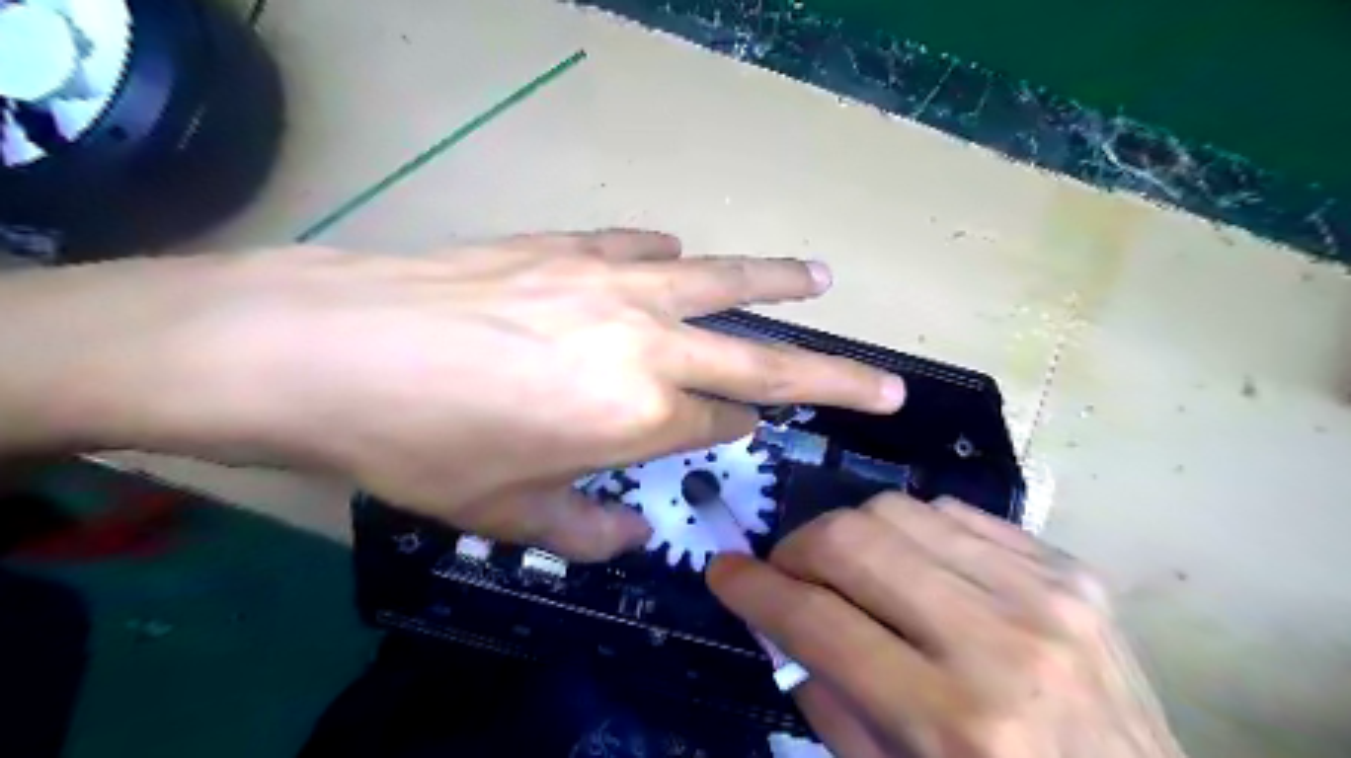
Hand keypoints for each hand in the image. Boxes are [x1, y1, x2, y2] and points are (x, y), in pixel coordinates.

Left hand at [3, 230, 904, 562]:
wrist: (327, 348)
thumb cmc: (416, 443)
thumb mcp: (502, 511)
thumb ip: (583, 526)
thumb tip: (629, 532)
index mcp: (636, 415)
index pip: (721, 421)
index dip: (742, 430)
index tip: (755, 429)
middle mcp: (645, 343)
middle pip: (763, 356)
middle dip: (833, 374)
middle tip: (886, 383)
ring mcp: (613, 283)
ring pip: (722, 279)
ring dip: (778, 281)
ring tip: (822, 279)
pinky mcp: (572, 246)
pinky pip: (645, 247)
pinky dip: (672, 255)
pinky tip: (680, 255)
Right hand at [709, 495, 1185, 757]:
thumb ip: (828, 696)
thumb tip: (778, 618)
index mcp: (953, 720)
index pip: (817, 619)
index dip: (754, 588)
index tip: (724, 571)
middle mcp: (999, 641)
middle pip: (853, 539)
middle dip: (798, 549)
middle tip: (789, 573)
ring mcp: (1044, 592)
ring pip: (898, 509)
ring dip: (852, 535)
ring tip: (850, 571)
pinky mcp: (1070, 568)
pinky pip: (953, 512)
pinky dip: (913, 532)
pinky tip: (915, 567)